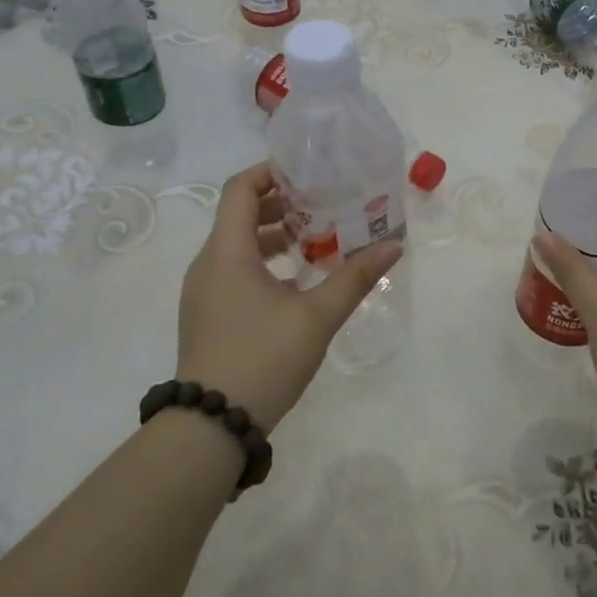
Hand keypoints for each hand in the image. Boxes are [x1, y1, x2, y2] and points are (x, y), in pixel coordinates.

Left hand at [176, 162, 403, 430]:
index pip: (240, 189)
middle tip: (322, 206)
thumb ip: (354, 278)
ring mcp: (202, 290)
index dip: (271, 172)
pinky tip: (294, 282)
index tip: (308, 172)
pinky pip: (232, 270)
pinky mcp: (206, 313)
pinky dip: (261, 262)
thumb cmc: (264, 359)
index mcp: (227, 251)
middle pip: (239, 214)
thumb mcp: (316, 317)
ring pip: (236, 244)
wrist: (212, 424)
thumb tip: (393, 246)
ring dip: (272, 236)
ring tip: (314, 242)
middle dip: (280, 205)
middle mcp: (208, 263)